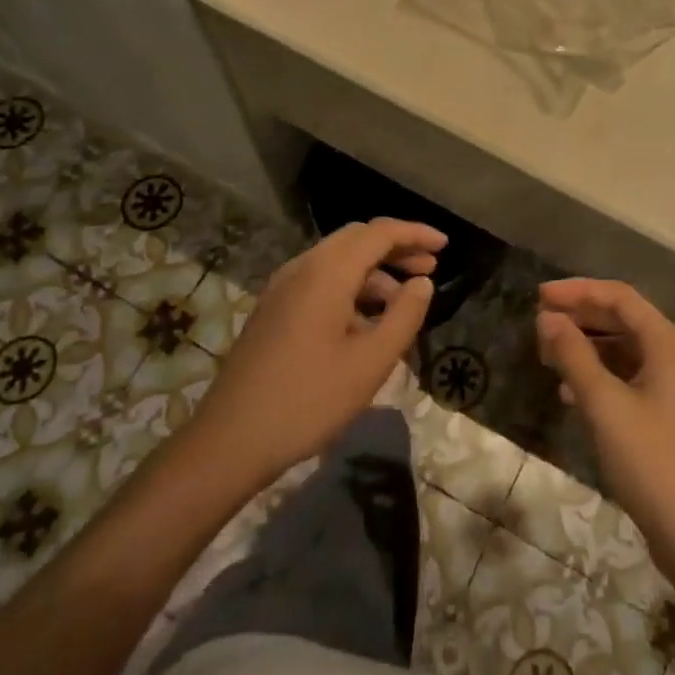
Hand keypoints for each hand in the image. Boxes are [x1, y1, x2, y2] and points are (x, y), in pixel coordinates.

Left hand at [194, 218, 445, 488]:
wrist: (229, 441)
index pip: (379, 233)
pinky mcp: (273, 310)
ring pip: (338, 261)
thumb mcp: (370, 362)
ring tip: (402, 304)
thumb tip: (422, 284)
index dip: (415, 233)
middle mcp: (302, 268)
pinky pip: (320, 281)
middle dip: (396, 248)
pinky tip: (365, 323)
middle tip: (429, 268)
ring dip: (374, 271)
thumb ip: (404, 316)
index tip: (445, 246)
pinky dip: (351, 287)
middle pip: (357, 239)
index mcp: (327, 272)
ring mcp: (282, 288)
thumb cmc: (308, 400)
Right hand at [535, 279, 674, 575]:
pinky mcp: (664, 413)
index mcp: (667, 342)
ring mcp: (671, 385)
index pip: (619, 297)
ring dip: (586, 345)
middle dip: (580, 316)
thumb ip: (574, 356)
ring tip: (548, 354)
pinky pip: (626, 377)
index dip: (578, 291)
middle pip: (622, 318)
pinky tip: (569, 392)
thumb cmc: (651, 462)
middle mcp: (673, 354)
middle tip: (539, 321)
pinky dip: (597, 375)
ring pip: (622, 348)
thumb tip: (547, 318)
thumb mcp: (604, 405)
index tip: (539, 296)